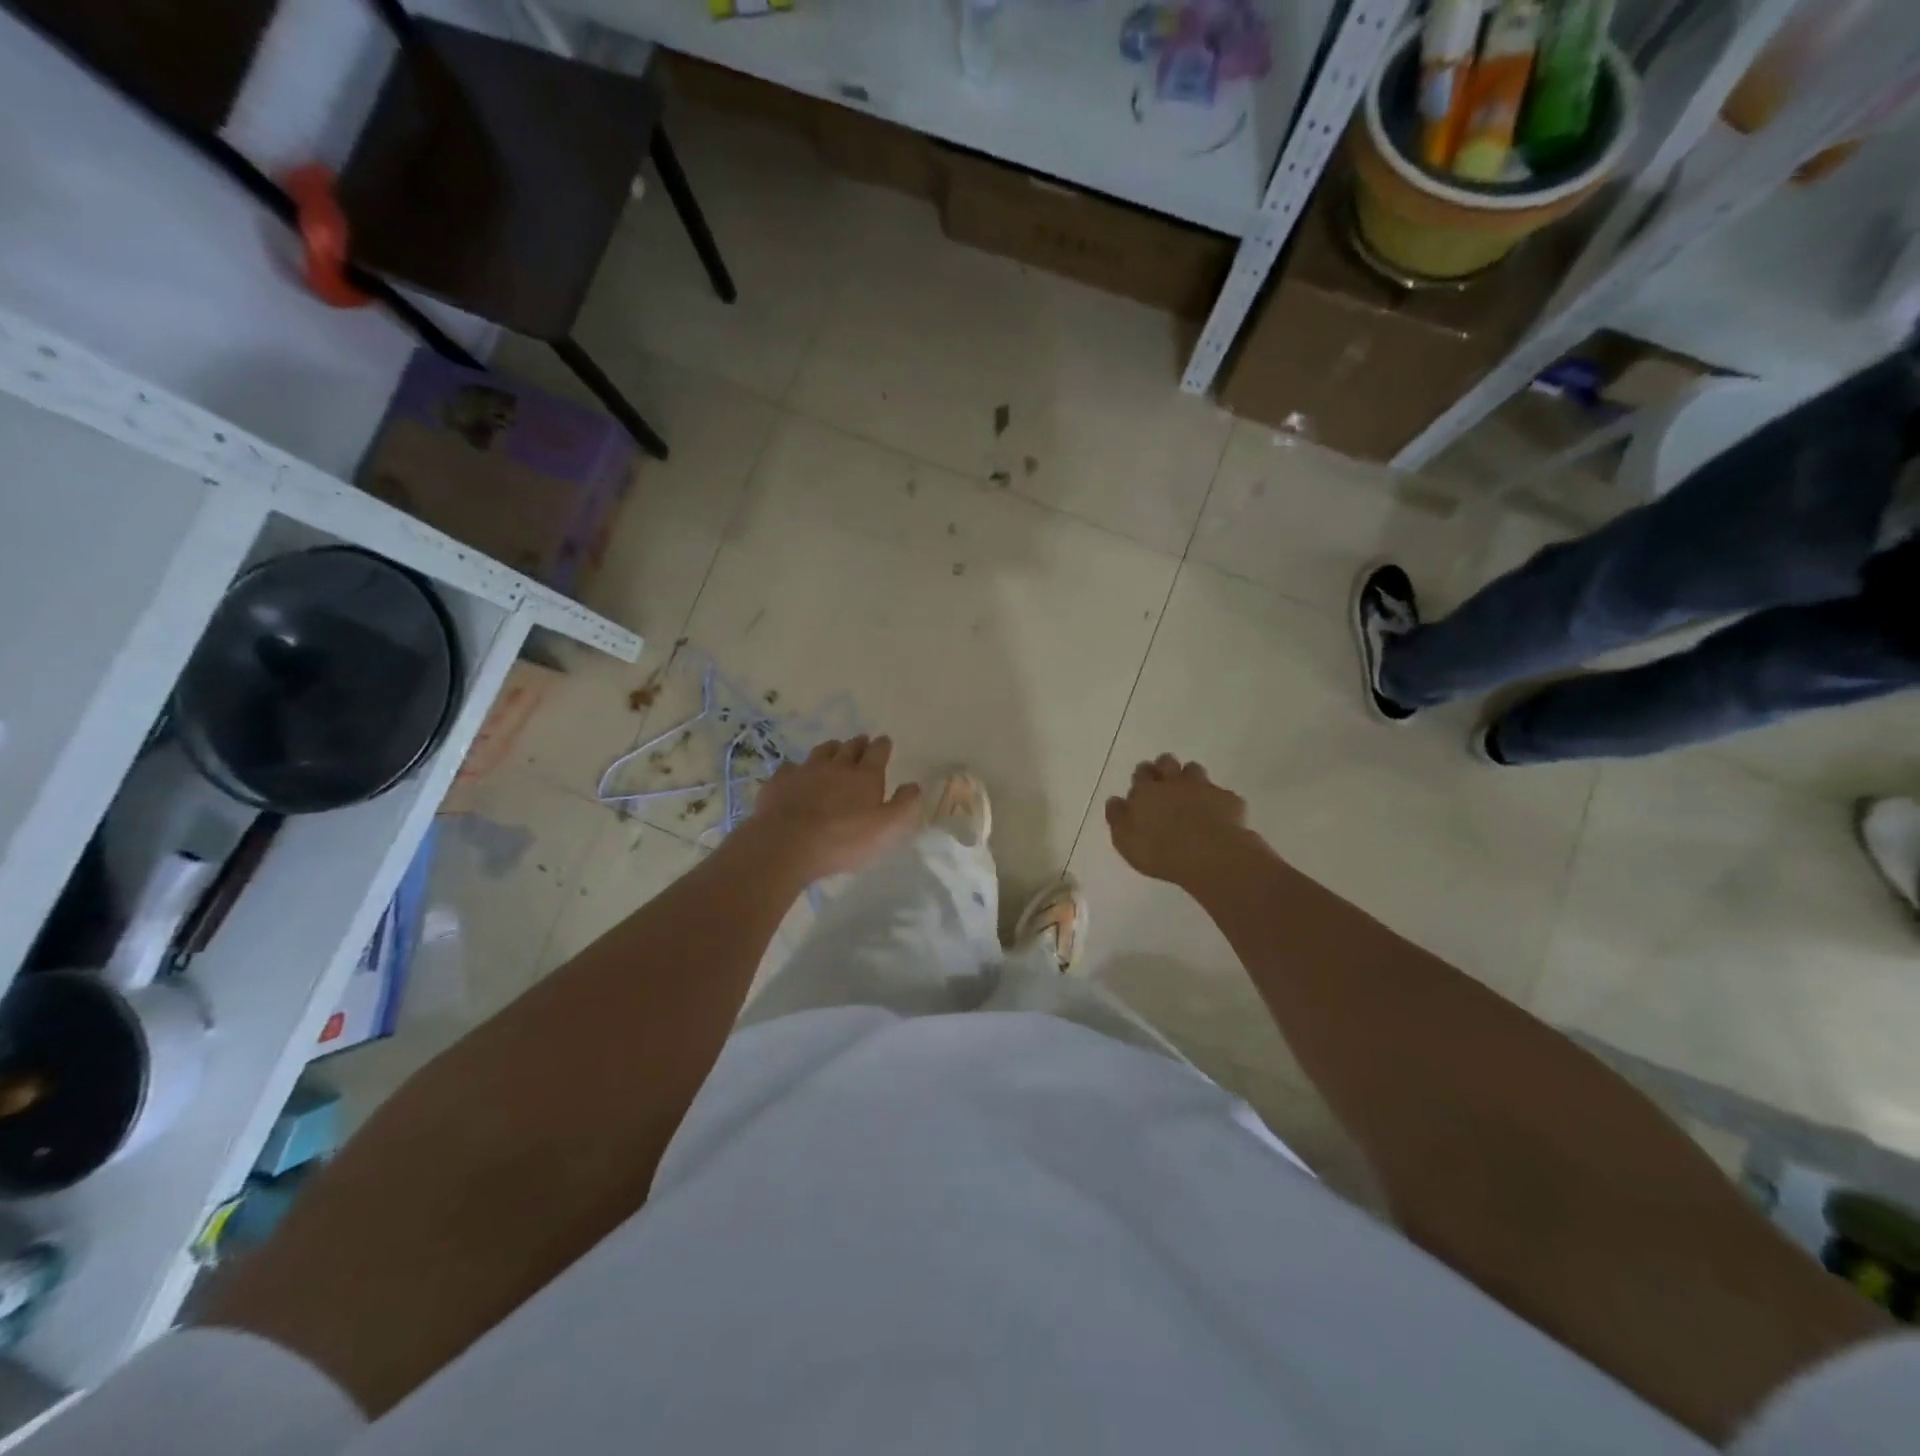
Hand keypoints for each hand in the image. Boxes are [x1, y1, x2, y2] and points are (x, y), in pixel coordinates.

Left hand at [740, 736, 923, 881]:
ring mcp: (806, 771)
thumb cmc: (844, 839)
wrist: (788, 843)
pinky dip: (797, 768)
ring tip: (834, 749)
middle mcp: (837, 766)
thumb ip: (905, 805)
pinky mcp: (780, 782)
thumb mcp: (888, 828)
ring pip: (821, 752)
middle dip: (859, 743)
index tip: (885, 741)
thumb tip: (913, 785)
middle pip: (850, 747)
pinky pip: (790, 767)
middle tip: (862, 741)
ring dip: (831, 749)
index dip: (883, 746)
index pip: (878, 752)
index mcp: (865, 776)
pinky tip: (795, 773)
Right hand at [1106, 754, 1252, 888]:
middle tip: (1164, 780)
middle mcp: (1173, 783)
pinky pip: (1221, 794)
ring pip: (1194, 770)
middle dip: (1164, 766)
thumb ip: (1118, 817)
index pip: (1141, 773)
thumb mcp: (1125, 840)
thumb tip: (1115, 800)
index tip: (1142, 783)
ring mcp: (1203, 788)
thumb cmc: (1159, 850)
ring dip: (1190, 777)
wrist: (1209, 855)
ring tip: (1190, 793)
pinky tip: (1217, 814)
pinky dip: (1217, 800)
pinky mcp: (1228, 800)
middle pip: (1167, 762)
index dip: (1142, 775)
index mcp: (1146, 791)